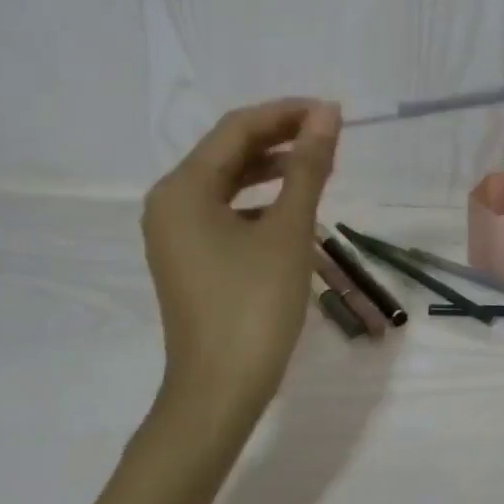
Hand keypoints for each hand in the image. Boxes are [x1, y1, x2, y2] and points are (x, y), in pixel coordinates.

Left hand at [141, 98, 342, 438]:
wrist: (219, 391)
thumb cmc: (254, 305)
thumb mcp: (288, 230)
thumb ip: (307, 167)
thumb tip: (326, 113)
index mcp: (183, 189)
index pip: (237, 129)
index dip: (286, 113)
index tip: (333, 112)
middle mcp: (170, 202)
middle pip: (229, 151)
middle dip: (280, 137)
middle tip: (331, 134)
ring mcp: (176, 232)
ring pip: (228, 180)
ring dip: (273, 166)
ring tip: (320, 164)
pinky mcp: (190, 256)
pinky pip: (226, 209)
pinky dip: (261, 198)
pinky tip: (293, 205)